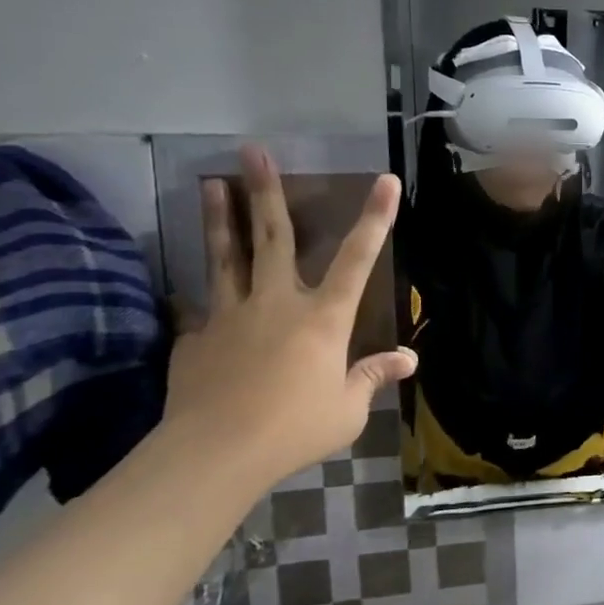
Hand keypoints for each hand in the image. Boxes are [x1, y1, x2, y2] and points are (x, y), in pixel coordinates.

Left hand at [165, 146, 416, 482]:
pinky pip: (201, 312)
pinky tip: (194, 300)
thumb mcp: (347, 409)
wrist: (214, 454)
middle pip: (273, 237)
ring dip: (221, 217)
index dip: (375, 218)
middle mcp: (277, 303)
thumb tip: (409, 360)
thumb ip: (372, 377)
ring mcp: (230, 316)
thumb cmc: (295, 429)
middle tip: (252, 150)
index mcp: (323, 319)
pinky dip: (201, 302)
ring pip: (226, 257)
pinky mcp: (195, 338)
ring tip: (212, 182)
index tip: (386, 180)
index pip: (357, 259)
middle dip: (266, 191)